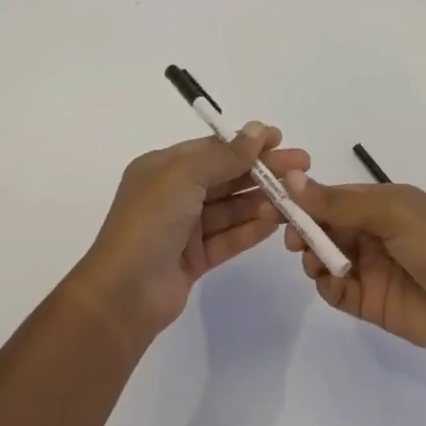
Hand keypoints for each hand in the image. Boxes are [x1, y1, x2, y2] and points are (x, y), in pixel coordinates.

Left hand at [73, 124, 305, 341]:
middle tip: (302, 166)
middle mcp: (173, 194)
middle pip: (225, 176)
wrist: (123, 295)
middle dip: (261, 170)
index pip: (211, 148)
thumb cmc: (150, 222)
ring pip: (230, 208)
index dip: (245, 142)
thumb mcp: (184, 176)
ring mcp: (183, 228)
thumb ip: (224, 156)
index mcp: (162, 168)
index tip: (279, 138)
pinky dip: (251, 229)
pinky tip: (277, 221)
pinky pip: (228, 237)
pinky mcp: (194, 259)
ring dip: (261, 200)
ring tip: (295, 196)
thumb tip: (256, 130)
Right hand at [282, 175, 425, 368]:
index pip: (332, 195)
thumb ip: (340, 203)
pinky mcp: (371, 302)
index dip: (304, 198)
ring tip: (317, 264)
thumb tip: (292, 178)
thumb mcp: (393, 215)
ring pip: (325, 257)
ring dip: (314, 258)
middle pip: (324, 226)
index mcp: (381, 202)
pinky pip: (336, 291)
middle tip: (294, 241)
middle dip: (304, 230)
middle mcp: (372, 231)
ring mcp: (371, 267)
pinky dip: (326, 286)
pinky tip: (331, 284)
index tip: (276, 204)